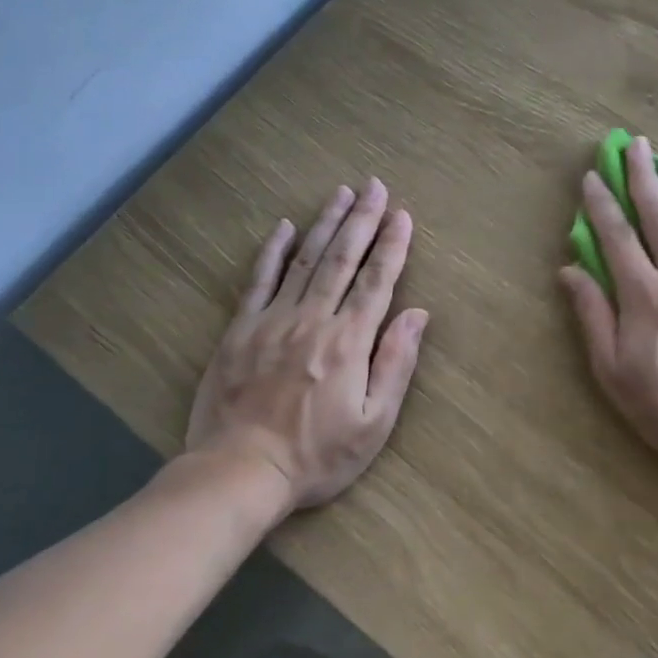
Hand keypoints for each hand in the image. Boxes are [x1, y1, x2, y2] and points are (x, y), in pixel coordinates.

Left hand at [186, 180, 428, 510]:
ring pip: (305, 260)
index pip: (377, 281)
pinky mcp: (240, 330)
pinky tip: (285, 227)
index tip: (402, 215)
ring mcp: (273, 320)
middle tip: (374, 186)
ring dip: (325, 223)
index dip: (392, 245)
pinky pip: (259, 280)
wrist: (239, 472)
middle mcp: (313, 319)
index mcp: (349, 341)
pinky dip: (273, 251)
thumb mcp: (374, 424)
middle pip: (343, 258)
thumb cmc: (317, 455)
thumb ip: (396, 364)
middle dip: (362, 219)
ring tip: (340, 192)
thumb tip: (418, 315)